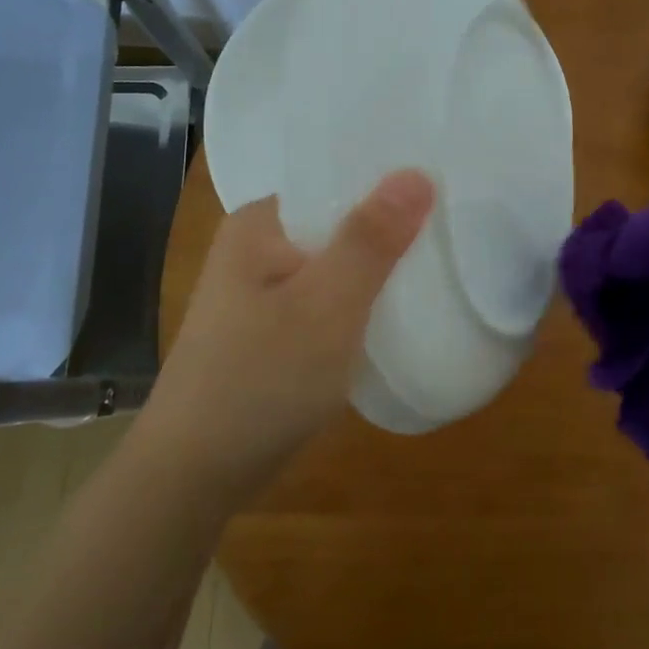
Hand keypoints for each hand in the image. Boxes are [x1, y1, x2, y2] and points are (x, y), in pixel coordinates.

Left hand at [146, 169, 435, 502]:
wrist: (195, 476)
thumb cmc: (260, 380)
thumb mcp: (325, 306)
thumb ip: (370, 240)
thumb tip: (417, 173)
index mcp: (259, 223)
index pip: (335, 183)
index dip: (390, 187)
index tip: (446, 194)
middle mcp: (257, 248)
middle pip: (339, 225)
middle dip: (390, 234)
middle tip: (453, 236)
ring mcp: (262, 293)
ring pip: (336, 268)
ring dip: (378, 274)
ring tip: (438, 271)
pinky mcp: (271, 332)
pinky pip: (327, 303)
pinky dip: (360, 306)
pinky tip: (396, 316)